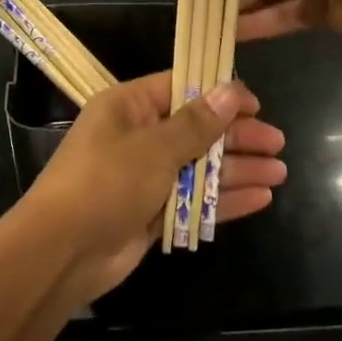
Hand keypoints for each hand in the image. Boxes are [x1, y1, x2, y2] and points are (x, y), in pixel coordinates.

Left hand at [19, 71, 285, 303]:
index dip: (219, 93)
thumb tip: (231, 90)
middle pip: (196, 129)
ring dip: (237, 168)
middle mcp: (138, 137)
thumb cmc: (106, 183)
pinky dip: (224, 198)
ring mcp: (146, 177)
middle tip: (277, 142)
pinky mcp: (153, 212)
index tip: (256, 103)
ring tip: (279, 171)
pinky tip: (261, 197)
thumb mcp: (154, 147)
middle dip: (236, 136)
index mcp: (129, 108)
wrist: (62, 252)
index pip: (181, 88)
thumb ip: (196, 123)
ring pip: (199, 166)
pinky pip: (194, 199)